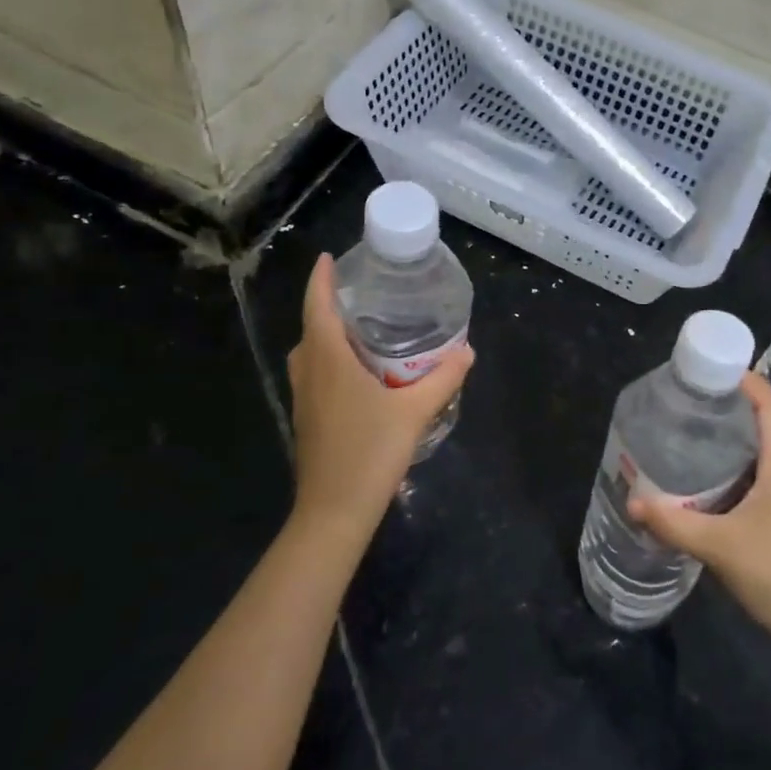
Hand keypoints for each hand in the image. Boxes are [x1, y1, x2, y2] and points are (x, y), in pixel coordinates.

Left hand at [286, 254, 473, 542]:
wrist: (334, 511)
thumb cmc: (370, 453)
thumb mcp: (414, 412)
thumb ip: (442, 379)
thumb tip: (467, 351)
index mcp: (328, 360)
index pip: (317, 307)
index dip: (321, 280)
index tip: (330, 258)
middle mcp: (309, 372)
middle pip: (312, 327)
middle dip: (329, 305)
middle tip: (362, 293)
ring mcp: (304, 398)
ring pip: (311, 353)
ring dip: (328, 334)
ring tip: (363, 328)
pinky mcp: (308, 419)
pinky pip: (316, 374)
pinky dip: (331, 359)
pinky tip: (361, 372)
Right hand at [628, 373, 770, 654]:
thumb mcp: (719, 546)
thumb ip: (674, 523)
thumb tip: (632, 501)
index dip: (748, 381)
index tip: (714, 368)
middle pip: (764, 425)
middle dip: (730, 408)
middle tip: (689, 402)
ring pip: (760, 455)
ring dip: (731, 441)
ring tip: (690, 435)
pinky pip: (758, 480)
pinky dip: (733, 471)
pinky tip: (705, 484)